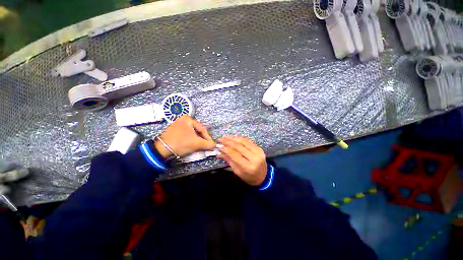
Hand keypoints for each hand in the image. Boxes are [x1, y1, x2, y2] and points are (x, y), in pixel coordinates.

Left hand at [154, 115, 215, 158]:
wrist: (162, 150)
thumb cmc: (181, 143)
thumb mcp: (196, 143)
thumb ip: (208, 144)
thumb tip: (215, 145)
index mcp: (188, 119)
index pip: (202, 129)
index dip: (208, 137)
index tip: (211, 144)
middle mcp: (182, 120)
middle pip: (197, 131)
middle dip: (202, 139)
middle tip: (206, 145)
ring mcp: (177, 125)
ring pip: (192, 133)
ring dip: (197, 140)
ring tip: (200, 146)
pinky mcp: (174, 131)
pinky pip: (186, 135)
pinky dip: (190, 140)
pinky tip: (192, 145)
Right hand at [217, 137, 266, 185]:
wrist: (264, 176)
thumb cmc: (249, 177)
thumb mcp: (237, 172)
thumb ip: (229, 161)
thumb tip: (219, 153)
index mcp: (248, 166)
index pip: (235, 154)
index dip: (226, 149)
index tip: (219, 147)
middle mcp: (254, 158)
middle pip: (239, 146)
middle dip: (228, 142)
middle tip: (220, 139)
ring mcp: (258, 151)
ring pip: (244, 141)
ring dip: (233, 138)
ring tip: (226, 137)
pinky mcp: (259, 148)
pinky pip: (248, 141)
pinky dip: (240, 138)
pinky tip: (234, 138)